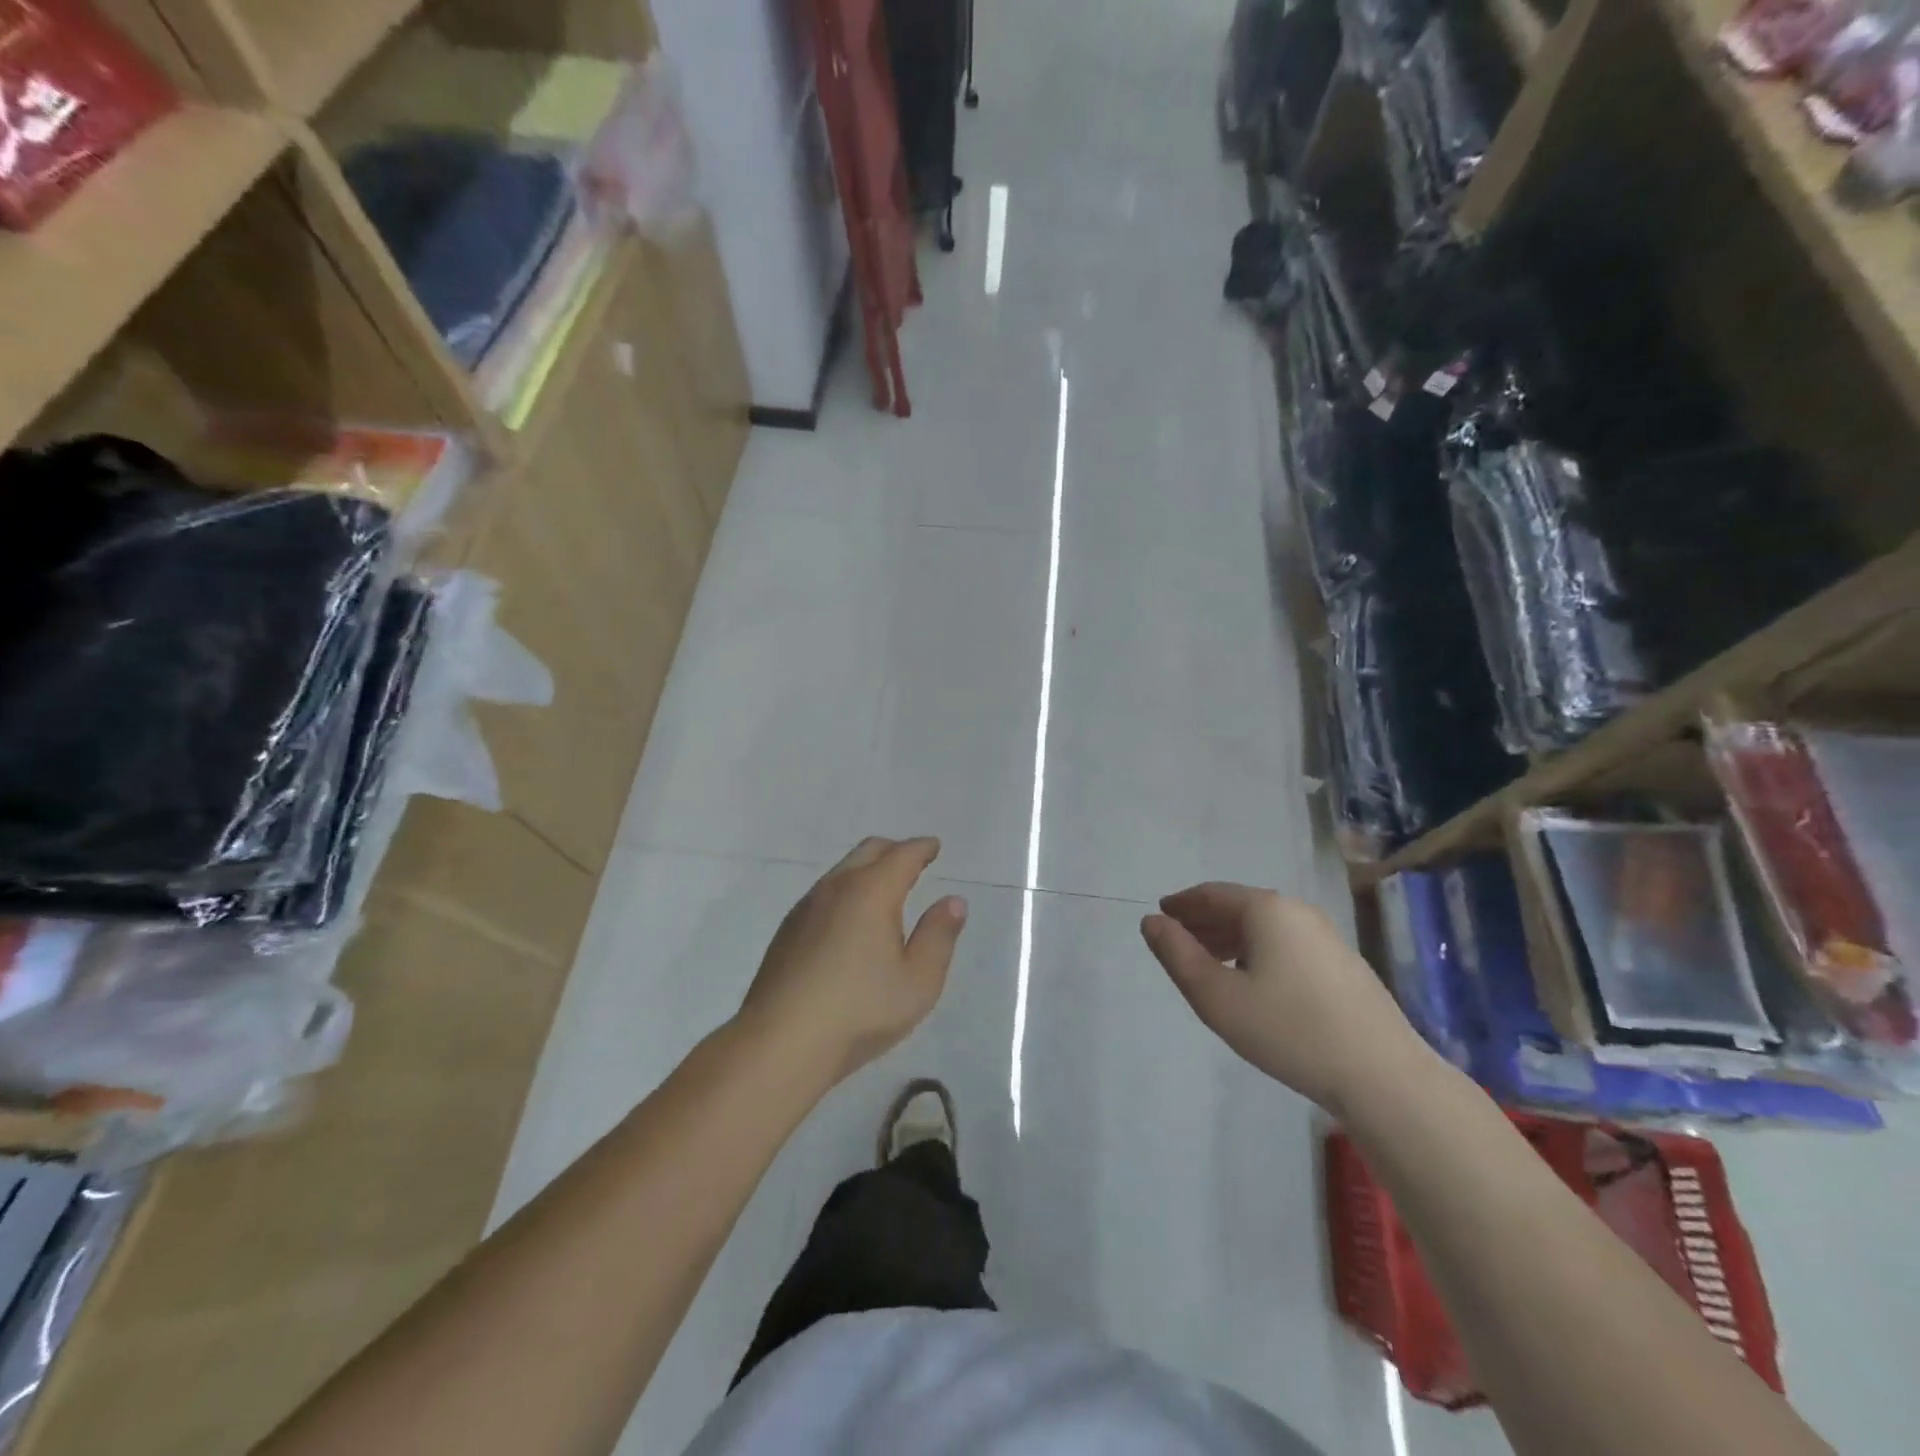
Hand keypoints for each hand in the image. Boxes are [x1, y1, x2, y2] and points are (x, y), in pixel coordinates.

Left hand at [738, 838, 967, 1085]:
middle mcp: (836, 888)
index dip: (922, 848)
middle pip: (868, 851)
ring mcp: (806, 907)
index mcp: (871, 892)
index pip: (902, 855)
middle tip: (914, 862)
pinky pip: (824, 893)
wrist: (780, 1042)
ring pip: (842, 870)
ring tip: (885, 891)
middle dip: (894, 850)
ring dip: (867, 870)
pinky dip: (847, 891)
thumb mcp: (919, 981)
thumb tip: (953, 901)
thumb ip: (939, 936)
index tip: (934, 847)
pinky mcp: (788, 930)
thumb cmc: (860, 1011)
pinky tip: (850, 922)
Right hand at [1141, 884, 1427, 1113]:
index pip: (1212, 894)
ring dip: (1230, 939)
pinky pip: (1286, 944)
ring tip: (1208, 963)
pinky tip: (1252, 981)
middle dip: (1204, 922)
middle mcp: (1297, 911)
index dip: (1182, 904)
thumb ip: (1177, 954)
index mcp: (1265, 909)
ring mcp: (1326, 936)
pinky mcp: (1343, 963)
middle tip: (1177, 941)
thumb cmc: (1288, 1029)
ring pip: (1264, 928)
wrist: (1382, 1075)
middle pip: (1239, 907)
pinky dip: (1257, 951)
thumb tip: (1151, 921)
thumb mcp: (1216, 996)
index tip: (1161, 914)